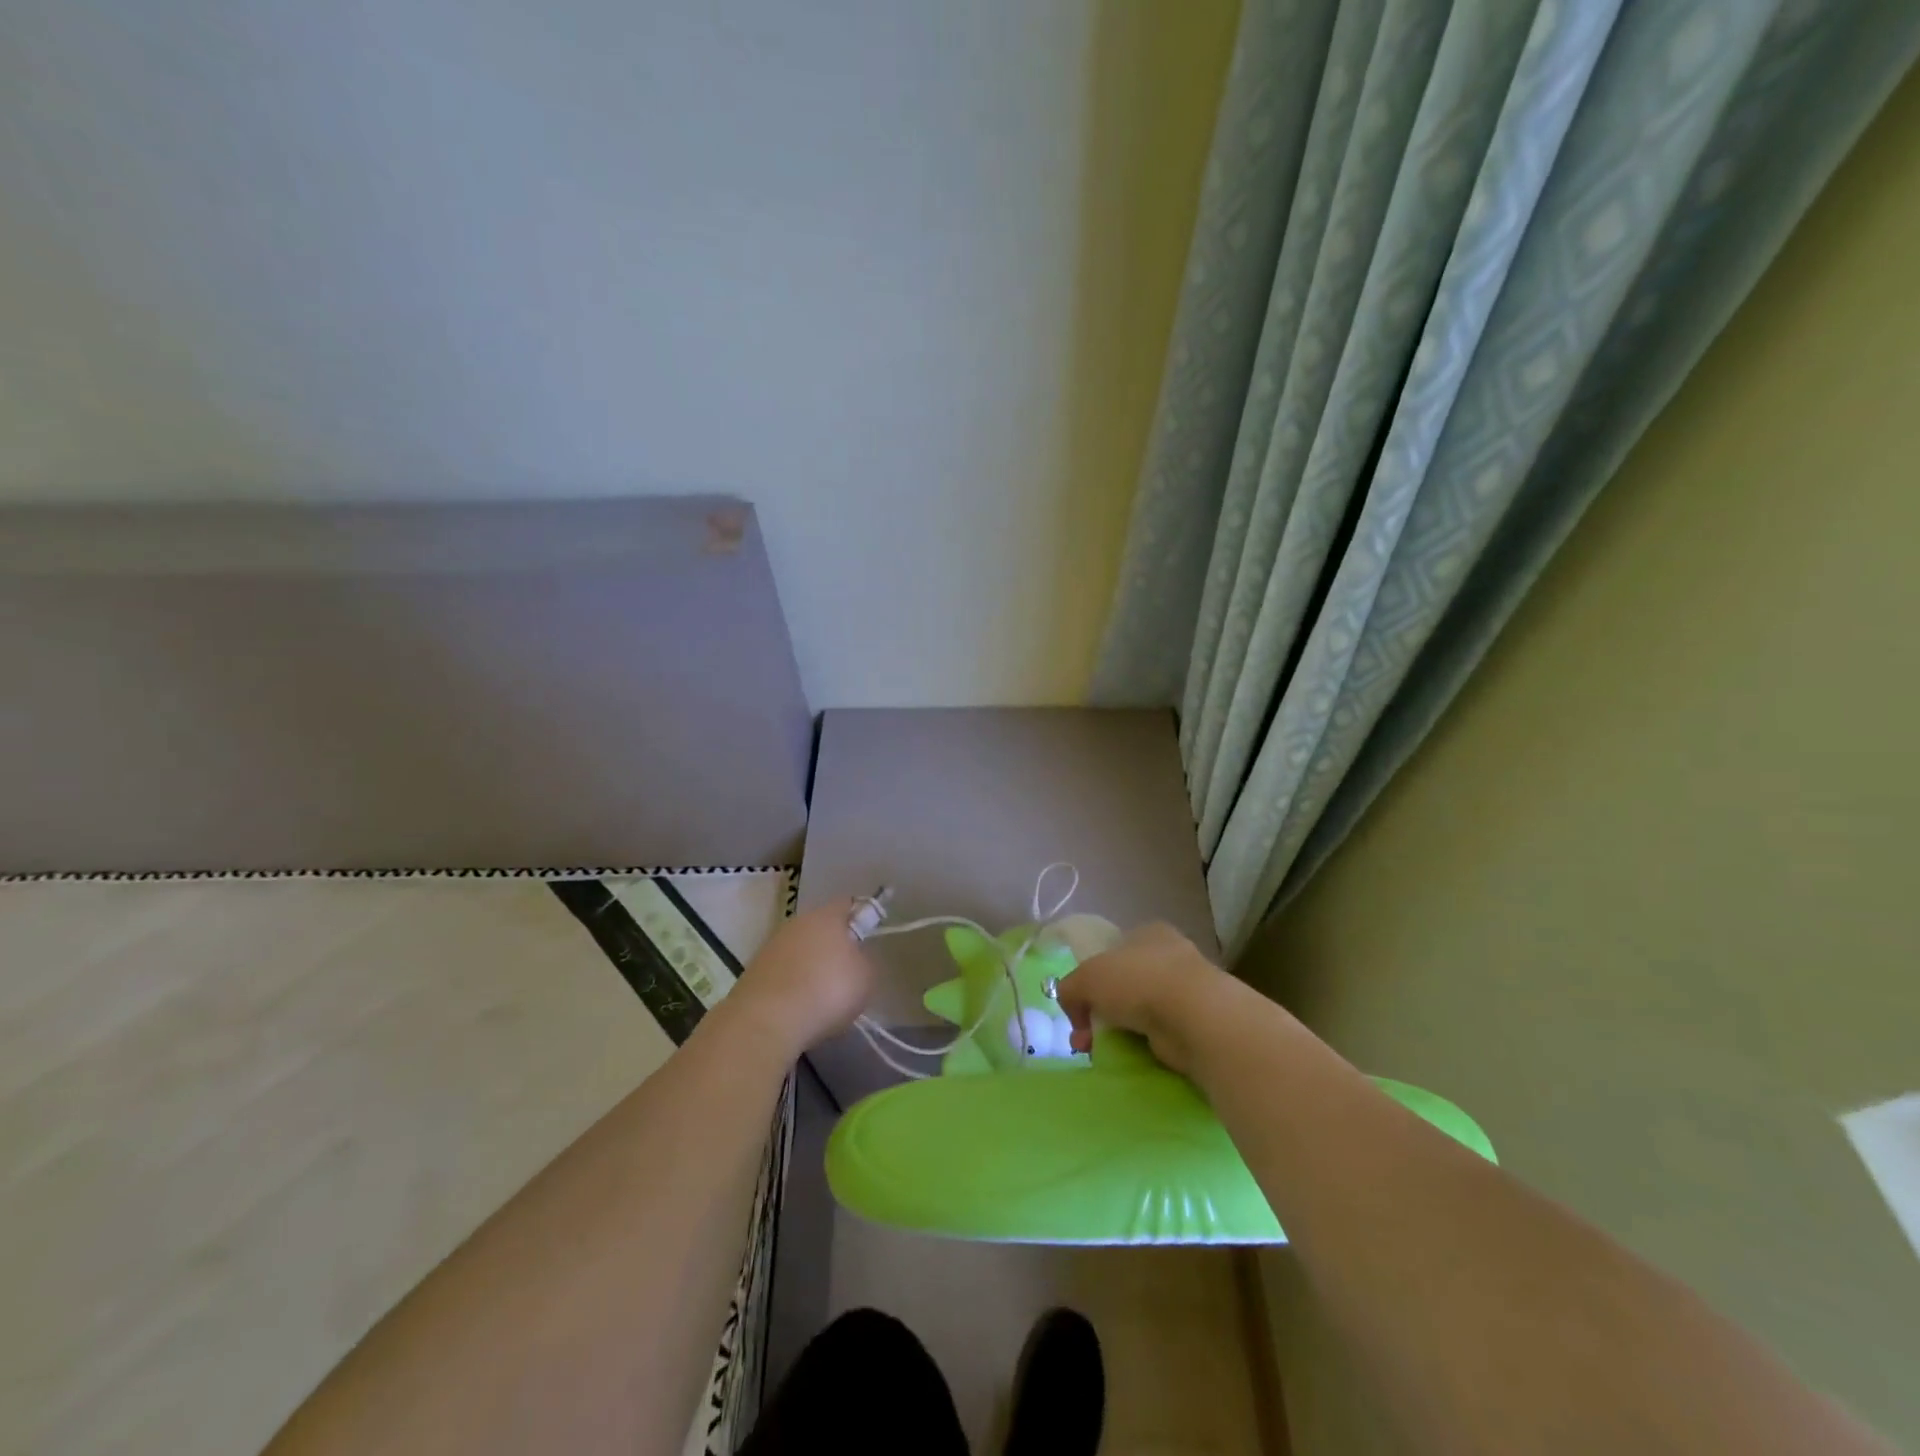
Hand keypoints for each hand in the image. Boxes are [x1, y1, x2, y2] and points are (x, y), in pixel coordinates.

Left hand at [727, 900, 877, 1057]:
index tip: (867, 940)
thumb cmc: (827, 990)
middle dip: (833, 945)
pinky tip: (799, 1007)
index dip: (860, 918)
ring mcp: (771, 946)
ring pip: (799, 950)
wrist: (767, 1021)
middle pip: (820, 927)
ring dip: (810, 966)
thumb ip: (864, 960)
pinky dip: (791, 984)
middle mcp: (797, 923)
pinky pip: (782, 972)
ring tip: (821, 996)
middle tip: (846, 972)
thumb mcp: (866, 977)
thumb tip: (855, 958)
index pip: (847, 905)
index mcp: (826, 916)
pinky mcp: (753, 972)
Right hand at [1055, 921, 1235, 1076]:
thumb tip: (1071, 1006)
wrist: (1194, 1017)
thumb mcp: (1087, 977)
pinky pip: (1157, 1034)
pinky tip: (1127, 1055)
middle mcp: (1169, 957)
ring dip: (1116, 1030)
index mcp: (1147, 933)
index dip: (1092, 975)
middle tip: (1082, 1034)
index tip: (1078, 1002)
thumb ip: (1070, 988)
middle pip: (1123, 984)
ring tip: (1096, 1051)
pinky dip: (1140, 1045)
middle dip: (1098, 1010)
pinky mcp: (1195, 1024)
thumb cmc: (1138, 981)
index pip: (1113, 950)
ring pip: (1139, 1011)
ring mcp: (1186, 991)